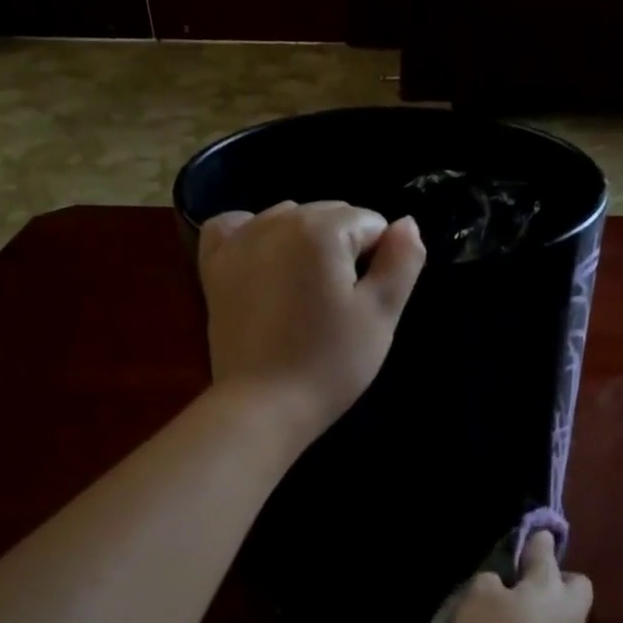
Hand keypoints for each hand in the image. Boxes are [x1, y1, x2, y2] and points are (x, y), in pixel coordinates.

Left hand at [198, 200, 425, 442]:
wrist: (264, 406)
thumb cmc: (330, 362)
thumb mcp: (381, 314)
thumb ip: (402, 260)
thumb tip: (407, 222)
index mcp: (321, 229)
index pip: (371, 223)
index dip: (381, 261)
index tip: (367, 301)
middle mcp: (277, 221)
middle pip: (331, 216)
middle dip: (344, 249)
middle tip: (341, 305)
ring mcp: (240, 241)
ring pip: (289, 219)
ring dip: (305, 243)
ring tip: (306, 294)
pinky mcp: (215, 266)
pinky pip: (235, 226)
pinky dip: (252, 233)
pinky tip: (264, 260)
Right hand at [451, 530, 591, 622]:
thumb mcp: (477, 605)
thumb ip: (487, 584)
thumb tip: (498, 584)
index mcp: (547, 585)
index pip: (544, 550)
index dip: (535, 542)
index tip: (531, 538)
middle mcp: (568, 611)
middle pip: (572, 585)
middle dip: (555, 582)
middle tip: (525, 590)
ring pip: (563, 618)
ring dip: (543, 618)